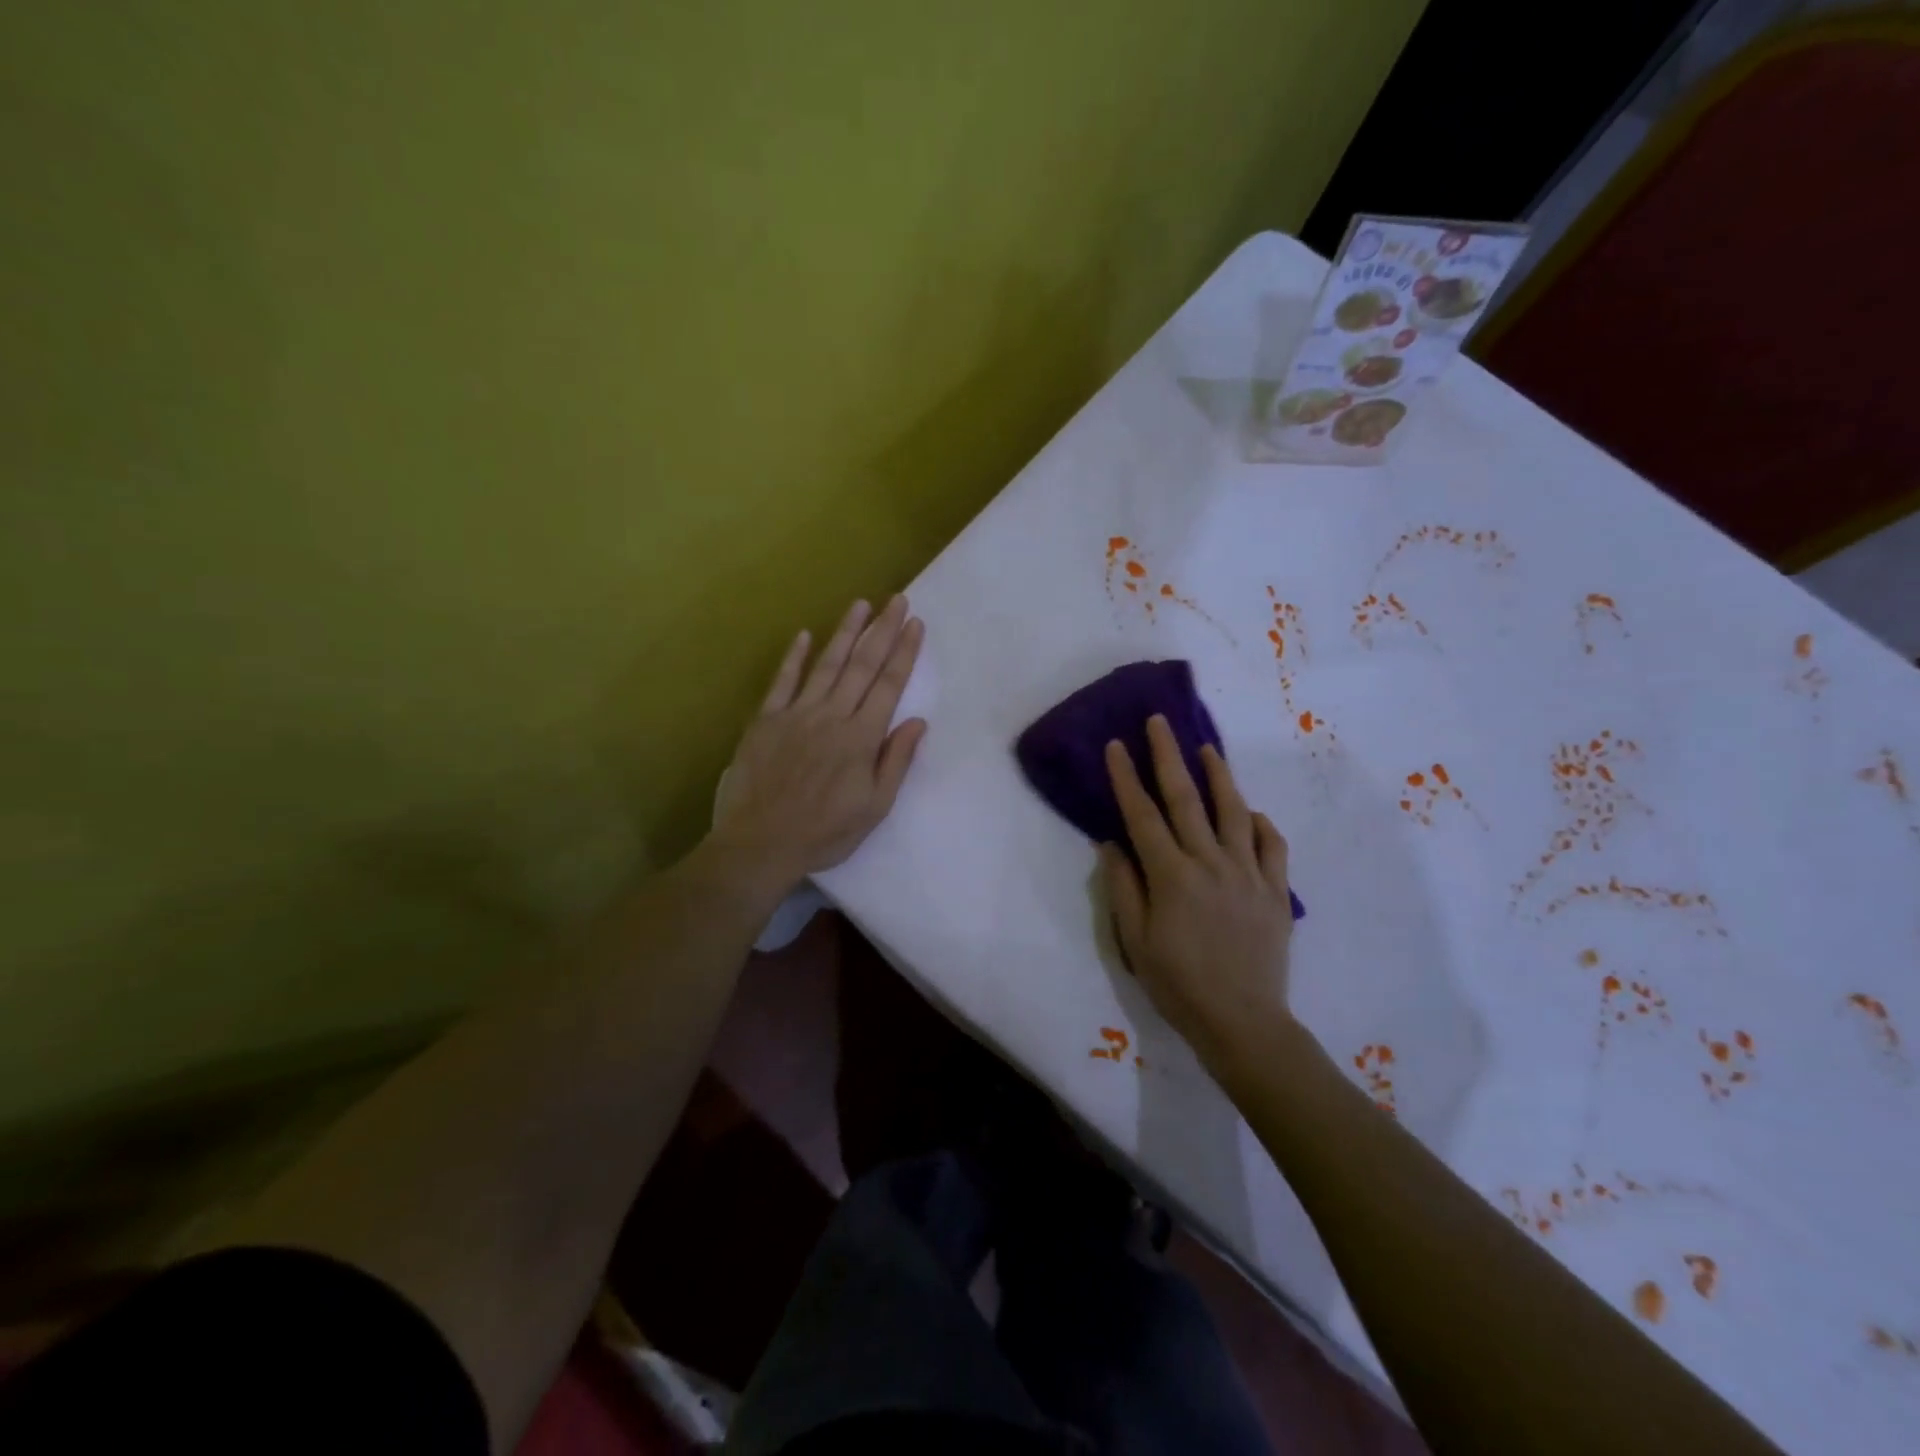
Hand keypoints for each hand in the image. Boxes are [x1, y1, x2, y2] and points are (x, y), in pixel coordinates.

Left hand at [708, 596, 926, 892]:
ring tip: (860, 605)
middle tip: (896, 599)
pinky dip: (794, 657)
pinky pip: (782, 681)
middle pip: (862, 665)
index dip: (904, 652)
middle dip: (882, 630)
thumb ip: (896, 761)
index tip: (915, 623)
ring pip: (826, 664)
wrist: (760, 843)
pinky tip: (804, 634)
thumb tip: (917, 721)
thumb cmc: (825, 832)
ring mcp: (796, 714)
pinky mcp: (766, 720)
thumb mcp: (874, 807)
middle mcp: (832, 716)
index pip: (889, 685)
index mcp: (861, 738)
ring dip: (845, 632)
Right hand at [1100, 716, 1295, 1072]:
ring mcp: (1248, 873)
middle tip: (1160, 722)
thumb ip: (1124, 887)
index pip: (1142, 814)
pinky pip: (1273, 846)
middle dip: (1169, 756)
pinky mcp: (1275, 890)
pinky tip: (1251, 813)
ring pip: (1234, 812)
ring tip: (1207, 749)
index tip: (1117, 745)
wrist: (1242, 1021)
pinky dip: (1261, 824)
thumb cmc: (1178, 983)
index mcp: (1171, 875)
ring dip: (1219, 776)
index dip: (1127, 777)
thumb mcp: (1135, 941)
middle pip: (1186, 799)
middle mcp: (1210, 863)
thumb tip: (1112, 843)